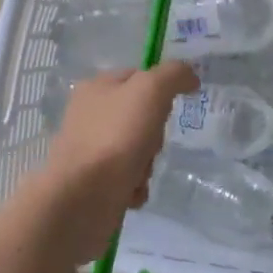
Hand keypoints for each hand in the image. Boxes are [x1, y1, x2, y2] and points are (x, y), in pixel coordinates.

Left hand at [39, 61, 197, 261]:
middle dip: (154, 133)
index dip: (160, 90)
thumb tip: (190, 77)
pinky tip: (130, 191)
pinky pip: (128, 177)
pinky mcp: (93, 181)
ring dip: (147, 163)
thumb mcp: (151, 90)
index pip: (139, 76)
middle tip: (150, 142)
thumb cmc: (116, 136)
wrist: (82, 198)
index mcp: (97, 87)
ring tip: (138, 172)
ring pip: (138, 148)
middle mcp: (90, 115)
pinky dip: (135, 185)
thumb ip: (174, 75)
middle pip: (142, 116)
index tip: (168, 108)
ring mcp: (90, 149)